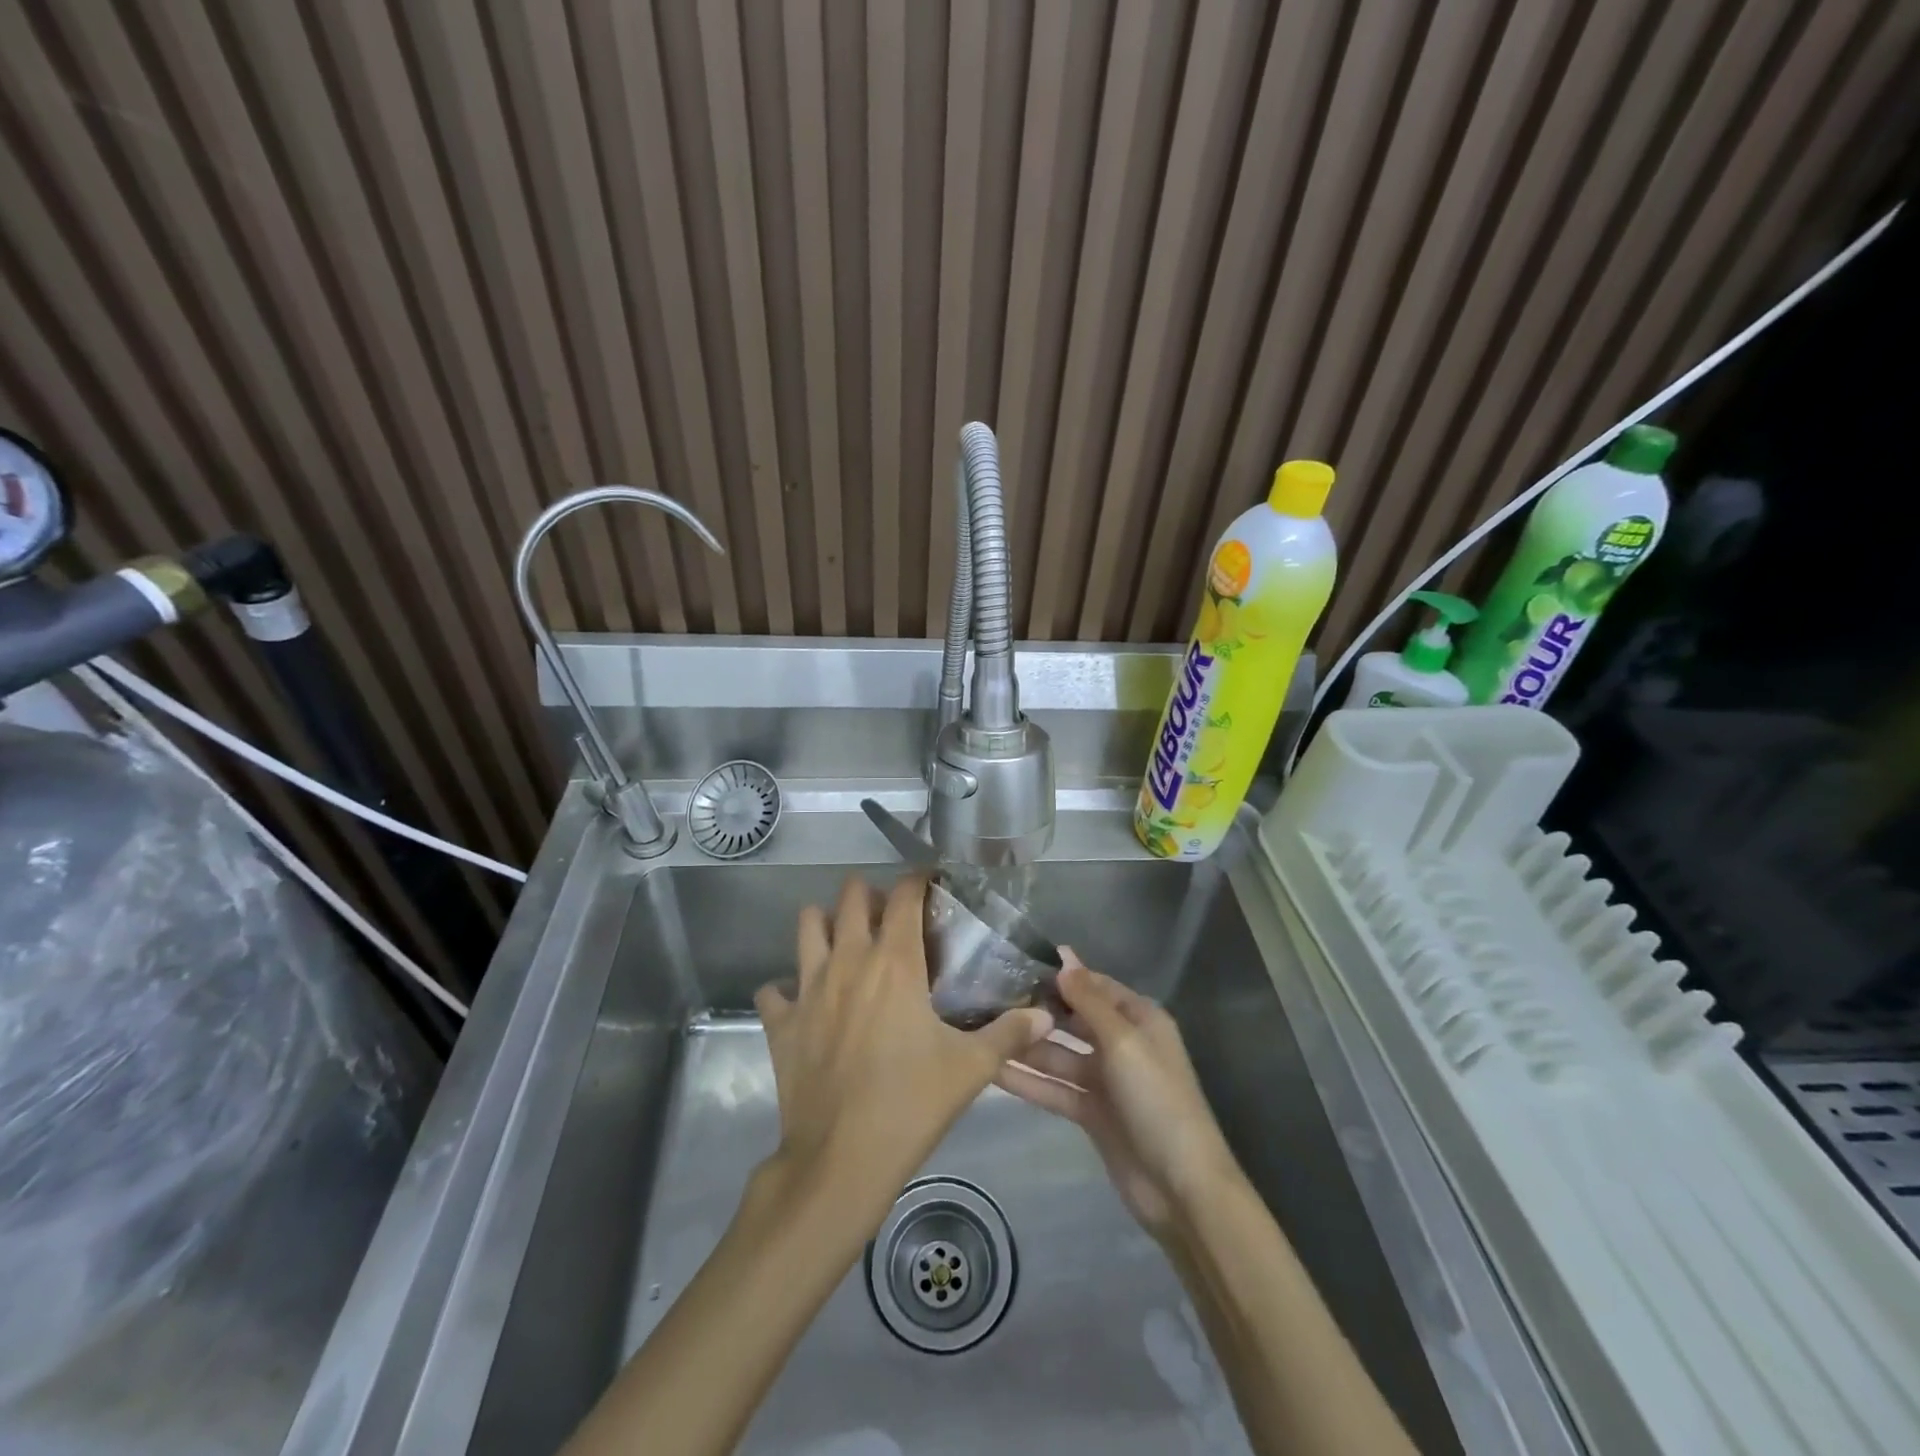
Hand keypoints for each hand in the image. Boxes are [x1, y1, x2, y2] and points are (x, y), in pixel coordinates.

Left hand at [754, 874, 1053, 1209]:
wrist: (842, 1159)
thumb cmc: (911, 1103)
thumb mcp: (972, 1068)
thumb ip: (1010, 1033)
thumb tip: (1046, 1014)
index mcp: (894, 962)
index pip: (904, 896)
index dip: (917, 880)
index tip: (930, 883)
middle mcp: (848, 960)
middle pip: (850, 897)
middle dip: (869, 894)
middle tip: (888, 916)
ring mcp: (808, 988)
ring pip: (807, 926)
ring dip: (825, 923)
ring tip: (844, 941)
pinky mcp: (781, 1022)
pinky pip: (774, 989)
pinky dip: (787, 988)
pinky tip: (803, 1001)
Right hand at [995, 958, 1239, 1237]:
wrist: (1180, 1187)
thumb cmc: (1157, 1099)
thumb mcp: (1124, 1041)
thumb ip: (1089, 1000)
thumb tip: (1064, 957)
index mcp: (1139, 1019)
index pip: (1094, 986)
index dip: (1062, 975)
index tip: (1018, 962)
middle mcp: (1121, 1044)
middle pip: (1073, 1019)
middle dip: (1038, 1010)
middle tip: (988, 997)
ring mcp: (1105, 1080)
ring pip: (1059, 1055)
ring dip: (1027, 1047)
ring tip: (983, 1031)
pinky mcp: (1090, 1113)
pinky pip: (1055, 1088)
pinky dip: (1029, 1081)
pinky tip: (993, 1070)